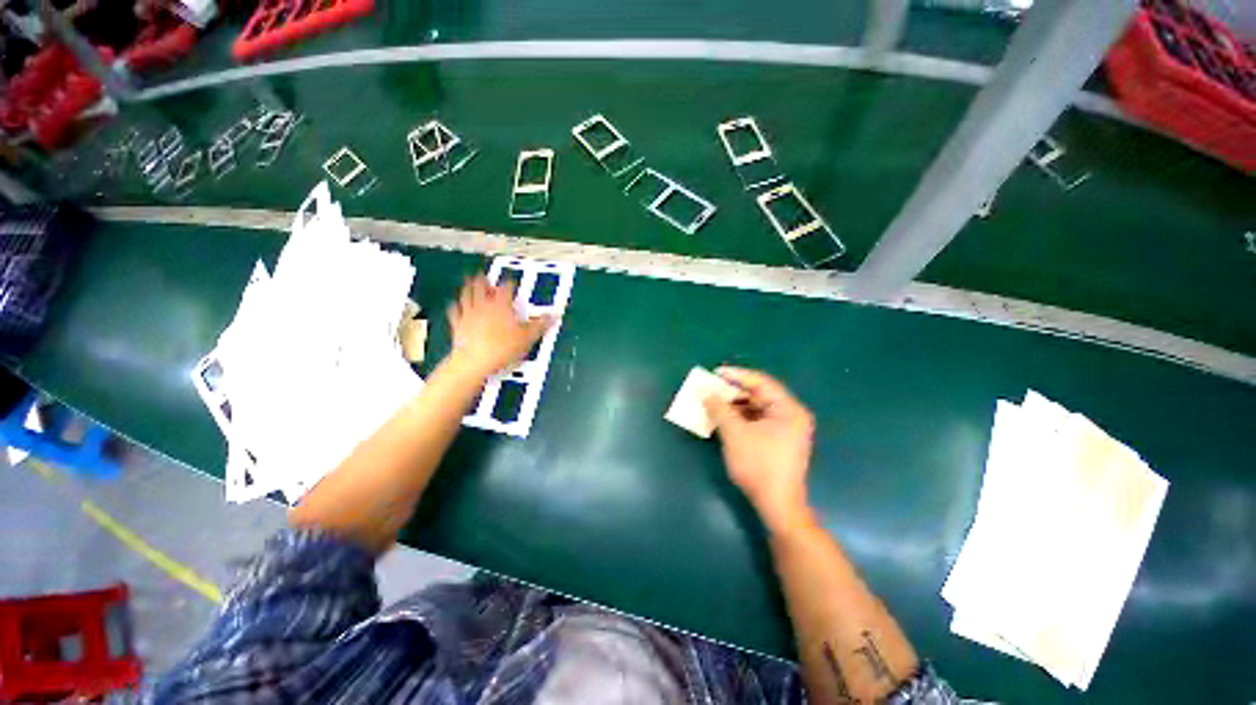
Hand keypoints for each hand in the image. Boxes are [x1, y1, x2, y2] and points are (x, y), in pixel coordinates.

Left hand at [446, 275, 552, 378]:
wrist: (475, 360)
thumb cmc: (502, 347)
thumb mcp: (527, 337)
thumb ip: (540, 325)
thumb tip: (554, 315)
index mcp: (501, 305)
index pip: (506, 288)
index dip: (509, 283)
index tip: (511, 281)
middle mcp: (483, 305)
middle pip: (482, 287)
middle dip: (484, 280)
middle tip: (484, 274)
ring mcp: (469, 314)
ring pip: (467, 295)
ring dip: (469, 287)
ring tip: (469, 281)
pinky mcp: (458, 325)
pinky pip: (455, 312)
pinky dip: (456, 306)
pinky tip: (455, 305)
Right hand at [705, 367, 814, 534]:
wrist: (776, 505)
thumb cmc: (758, 465)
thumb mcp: (734, 433)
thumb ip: (719, 409)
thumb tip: (706, 393)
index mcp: (788, 409)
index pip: (761, 382)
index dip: (737, 375)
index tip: (716, 373)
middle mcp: (791, 415)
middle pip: (760, 395)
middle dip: (734, 392)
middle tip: (712, 389)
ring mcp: (787, 430)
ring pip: (757, 408)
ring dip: (735, 406)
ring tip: (715, 403)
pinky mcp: (779, 442)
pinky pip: (758, 421)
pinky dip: (741, 418)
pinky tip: (724, 420)